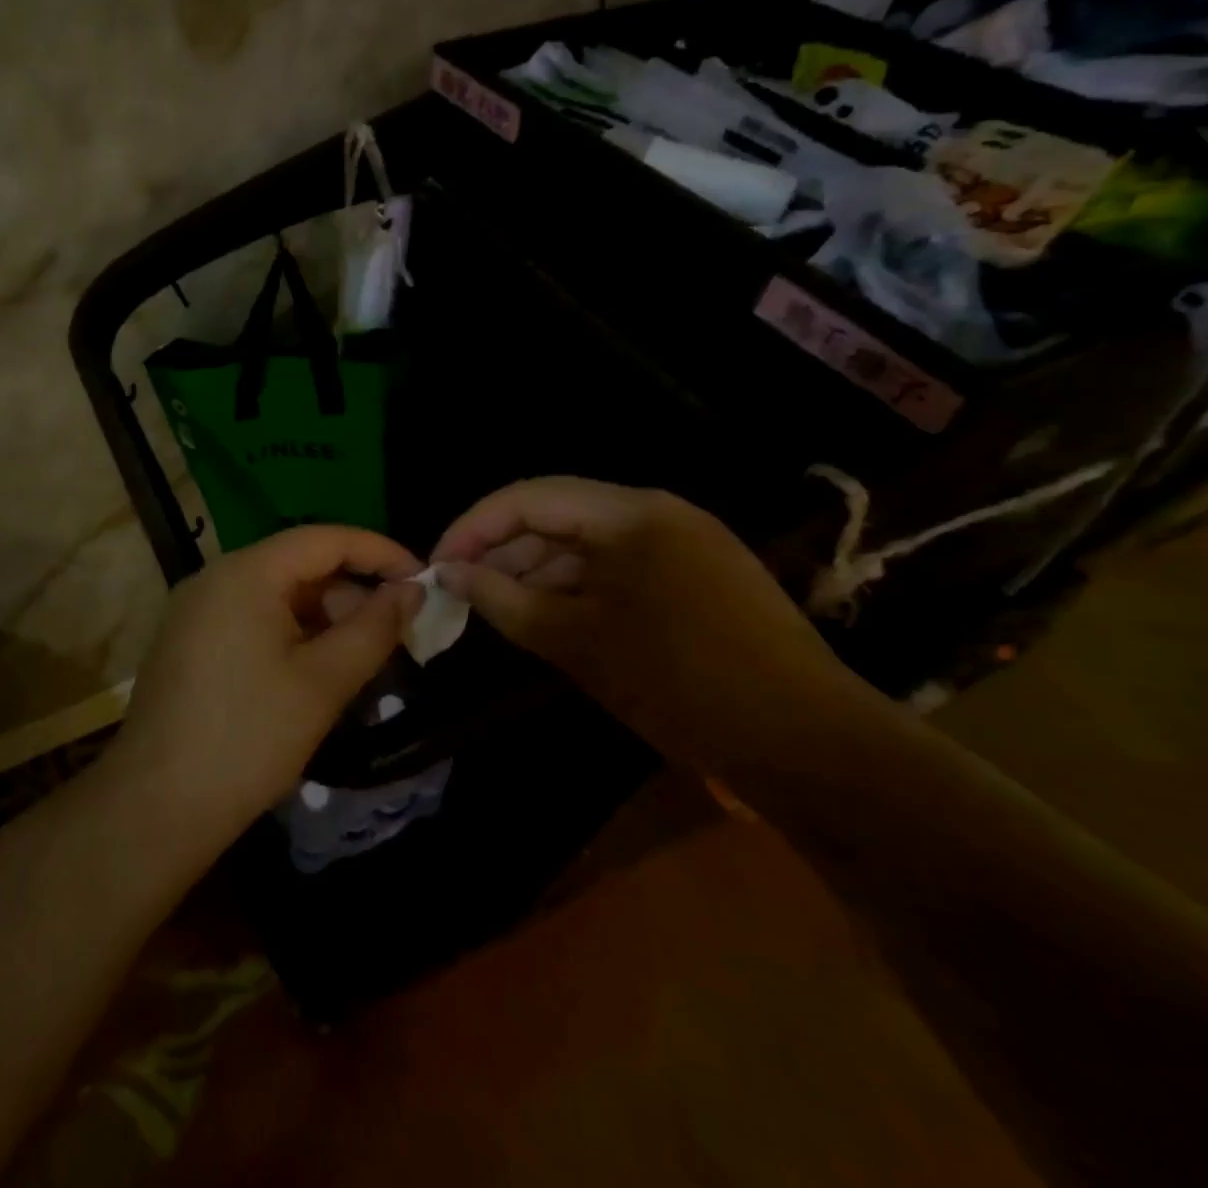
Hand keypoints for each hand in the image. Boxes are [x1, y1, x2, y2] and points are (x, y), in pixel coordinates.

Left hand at [109, 526, 422, 845]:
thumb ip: (373, 629)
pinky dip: (290, 631)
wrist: (156, 806)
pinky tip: (314, 668)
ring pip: (274, 593)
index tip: (422, 580)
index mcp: (245, 573)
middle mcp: (214, 577)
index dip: (378, 552)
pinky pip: (249, 617)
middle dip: (350, 590)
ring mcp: (194, 609)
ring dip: (322, 615)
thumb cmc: (248, 739)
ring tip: (360, 655)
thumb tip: (411, 591)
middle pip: (297, 564)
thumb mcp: (323, 683)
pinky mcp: (186, 640)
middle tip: (395, 630)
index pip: (324, 539)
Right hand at [432, 477, 869, 771]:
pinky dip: (572, 591)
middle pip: (554, 517)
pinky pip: (613, 570)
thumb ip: (503, 599)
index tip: (436, 566)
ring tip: (494, 610)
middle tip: (458, 593)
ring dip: (534, 574)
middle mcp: (655, 514)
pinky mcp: (692, 579)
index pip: (528, 498)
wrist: (810, 748)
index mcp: (631, 513)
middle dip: (501, 551)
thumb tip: (449, 573)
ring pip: (582, 545)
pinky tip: (545, 620)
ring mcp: (680, 545)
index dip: (473, 527)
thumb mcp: (576, 642)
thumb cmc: (681, 683)